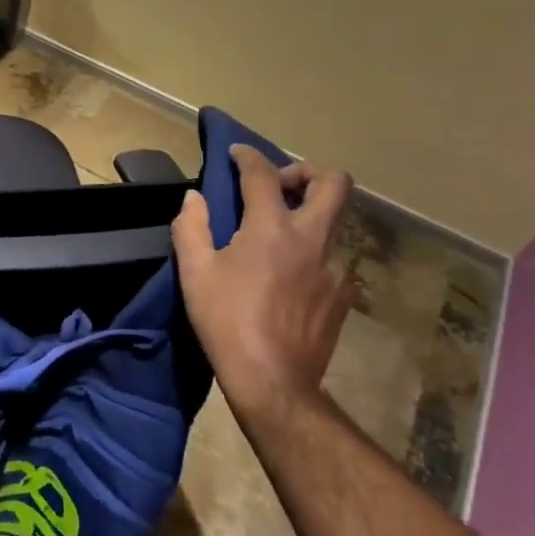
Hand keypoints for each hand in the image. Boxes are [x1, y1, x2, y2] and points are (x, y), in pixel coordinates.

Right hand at [172, 145, 358, 428]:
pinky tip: (289, 278)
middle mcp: (311, 239)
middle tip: (280, 186)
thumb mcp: (195, 272)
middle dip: (307, 172)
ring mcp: (335, 268)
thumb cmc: (226, 321)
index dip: (248, 156)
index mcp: (271, 228)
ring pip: (335, 223)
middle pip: (334, 183)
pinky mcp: (343, 295)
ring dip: (308, 216)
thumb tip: (195, 198)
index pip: (263, 174)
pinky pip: (332, 259)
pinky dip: (311, 254)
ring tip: (278, 239)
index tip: (236, 153)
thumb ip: (191, 226)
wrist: (274, 382)